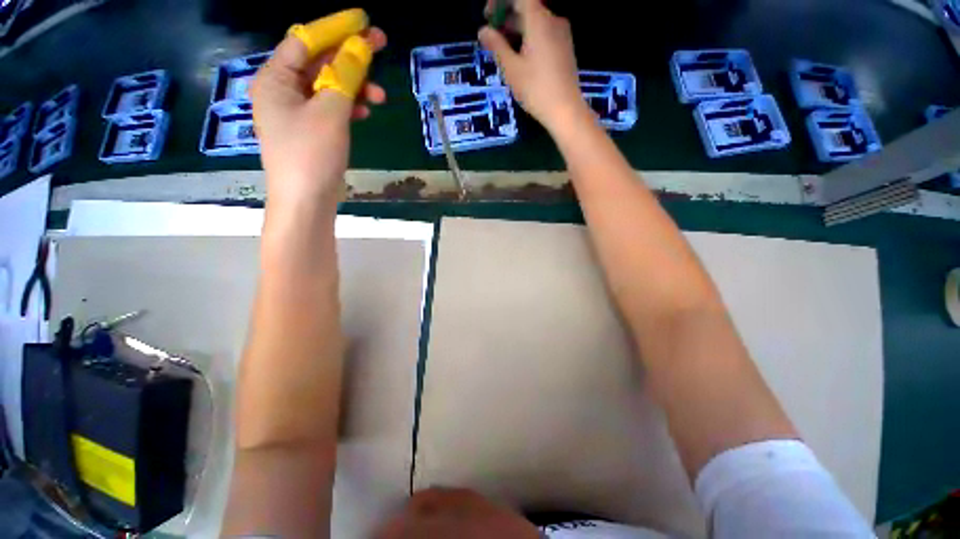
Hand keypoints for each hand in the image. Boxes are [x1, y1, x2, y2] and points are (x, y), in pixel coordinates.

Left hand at [250, 25, 386, 211]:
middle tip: (379, 47)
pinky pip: (330, 108)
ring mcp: (296, 112)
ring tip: (379, 96)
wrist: (306, 201)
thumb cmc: (312, 155)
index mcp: (275, 78)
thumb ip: (345, 76)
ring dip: (353, 87)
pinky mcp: (310, 130)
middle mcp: (282, 90)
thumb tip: (360, 46)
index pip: (305, 40)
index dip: (334, 28)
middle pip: (318, 62)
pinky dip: (347, 106)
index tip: (363, 21)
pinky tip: (363, 111)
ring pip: (327, 87)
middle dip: (349, 58)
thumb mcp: (330, 111)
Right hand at [478, 0, 586, 133]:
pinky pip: (544, 33)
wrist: (565, 110)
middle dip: (507, 17)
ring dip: (517, 29)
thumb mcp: (511, 69)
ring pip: (536, 22)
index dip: (500, 2)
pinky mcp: (565, 48)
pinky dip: (529, 38)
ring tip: (504, 51)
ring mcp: (562, 34)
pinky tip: (521, 58)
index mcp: (539, 20)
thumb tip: (483, 30)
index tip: (488, 17)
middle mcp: (553, 20)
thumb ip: (496, 45)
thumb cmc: (536, 89)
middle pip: (527, 8)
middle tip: (492, 38)